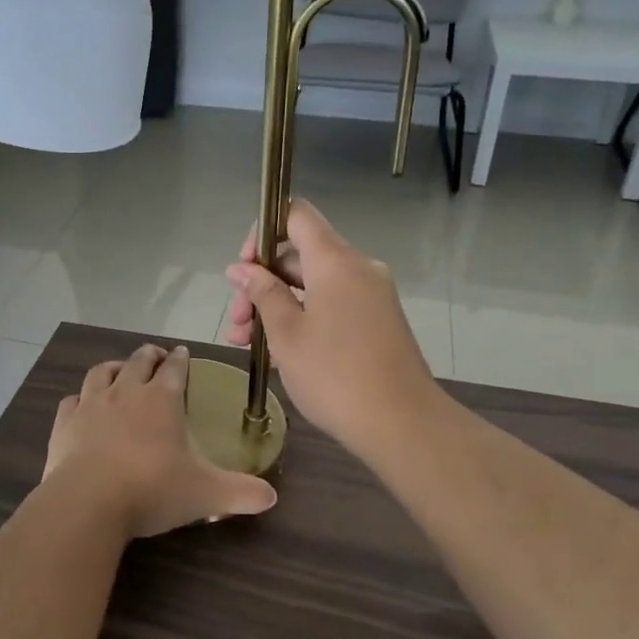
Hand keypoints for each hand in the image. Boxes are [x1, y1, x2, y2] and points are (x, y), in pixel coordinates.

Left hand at [45, 343, 276, 538]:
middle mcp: (126, 392)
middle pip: (139, 361)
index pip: (175, 369)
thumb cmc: (152, 489)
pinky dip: (80, 398)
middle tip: (157, 357)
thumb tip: (271, 497)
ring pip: (102, 372)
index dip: (181, 359)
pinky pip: (72, 400)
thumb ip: (240, 493)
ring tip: (121, 370)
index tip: (183, 353)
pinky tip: (82, 405)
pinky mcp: (65, 424)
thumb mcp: (205, 494)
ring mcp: (91, 405)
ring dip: (115, 367)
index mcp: (162, 400)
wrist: (88, 502)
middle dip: (150, 355)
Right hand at [224, 202, 438, 458]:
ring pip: (313, 285)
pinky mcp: (377, 321)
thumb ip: (262, 294)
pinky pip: (332, 305)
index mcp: (335, 261)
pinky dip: (303, 318)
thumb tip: (241, 269)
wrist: (401, 423)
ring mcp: (371, 295)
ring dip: (277, 305)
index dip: (262, 232)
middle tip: (237, 320)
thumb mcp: (286, 333)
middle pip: (300, 254)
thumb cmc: (334, 374)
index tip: (243, 268)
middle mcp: (357, 268)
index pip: (295, 215)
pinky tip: (277, 352)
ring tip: (245, 342)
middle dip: (261, 282)